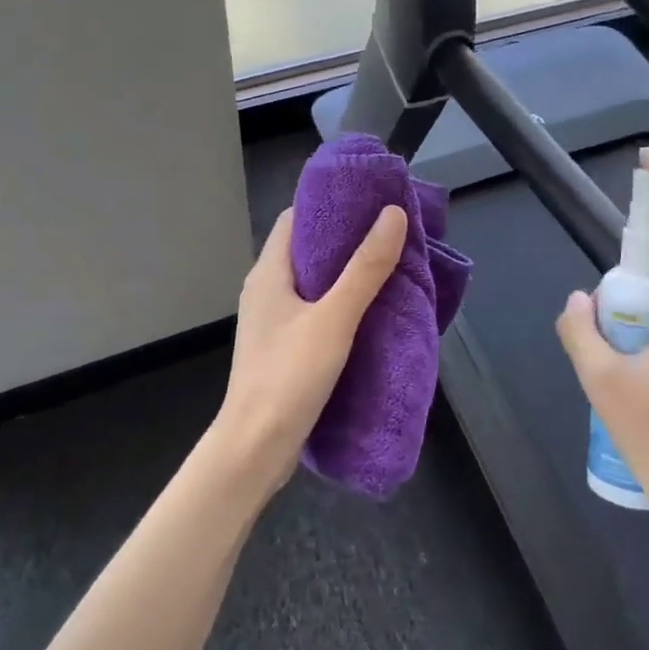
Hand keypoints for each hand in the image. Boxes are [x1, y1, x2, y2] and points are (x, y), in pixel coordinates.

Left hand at [212, 204, 408, 500]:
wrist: (255, 448)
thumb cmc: (289, 376)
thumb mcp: (334, 318)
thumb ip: (365, 268)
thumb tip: (392, 214)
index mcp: (269, 272)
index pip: (296, 219)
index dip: (331, 205)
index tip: (370, 201)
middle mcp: (266, 290)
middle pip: (307, 249)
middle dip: (346, 240)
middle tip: (390, 235)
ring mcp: (272, 321)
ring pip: (312, 283)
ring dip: (346, 275)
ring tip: (388, 269)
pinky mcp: (282, 348)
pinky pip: (313, 311)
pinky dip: (340, 304)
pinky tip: (369, 313)